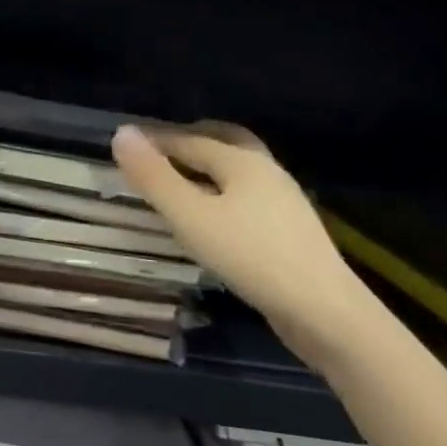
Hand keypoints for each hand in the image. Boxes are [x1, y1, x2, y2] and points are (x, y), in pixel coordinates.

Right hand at [111, 123, 360, 366]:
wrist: (324, 311)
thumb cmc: (251, 257)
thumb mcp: (191, 217)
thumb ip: (155, 178)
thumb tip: (122, 133)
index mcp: (242, 161)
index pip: (189, 140)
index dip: (154, 140)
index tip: (125, 143)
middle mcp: (266, 171)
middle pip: (224, 141)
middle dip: (189, 138)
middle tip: (158, 148)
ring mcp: (282, 200)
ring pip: (238, 169)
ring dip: (207, 165)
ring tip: (180, 179)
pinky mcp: (288, 229)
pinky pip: (246, 194)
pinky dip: (222, 189)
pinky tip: (213, 215)